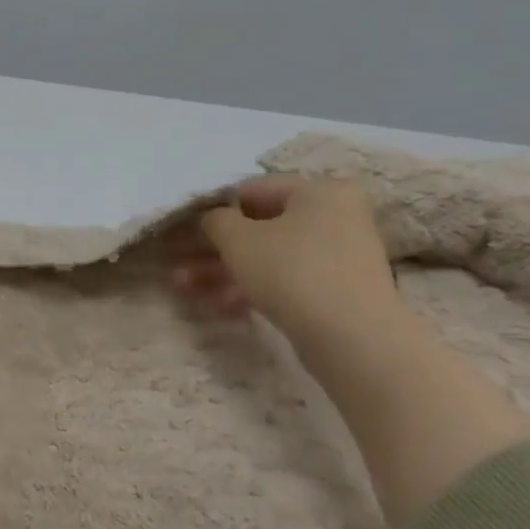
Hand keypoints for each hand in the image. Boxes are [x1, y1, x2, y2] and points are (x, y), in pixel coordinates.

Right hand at [172, 175, 398, 351]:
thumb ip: (216, 220)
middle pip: (259, 227)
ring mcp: (339, 255)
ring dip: (223, 271)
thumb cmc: (292, 271)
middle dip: (212, 248)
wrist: (352, 338)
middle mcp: (336, 216)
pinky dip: (251, 288)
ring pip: (268, 257)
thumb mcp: (237, 238)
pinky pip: (285, 280)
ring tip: (184, 289)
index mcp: (319, 191)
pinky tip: (220, 306)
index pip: (253, 190)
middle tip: (177, 264)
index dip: (212, 209)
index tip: (183, 230)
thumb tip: (214, 219)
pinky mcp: (337, 291)